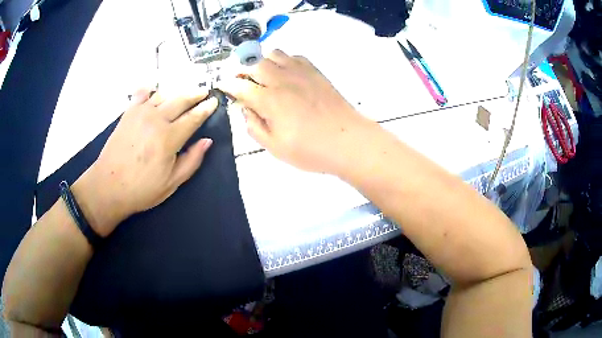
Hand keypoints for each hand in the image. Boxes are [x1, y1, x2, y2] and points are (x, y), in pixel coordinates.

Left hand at [72, 88, 217, 236]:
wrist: (108, 186)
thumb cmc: (141, 189)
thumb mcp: (172, 182)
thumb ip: (192, 160)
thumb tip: (207, 141)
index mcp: (169, 138)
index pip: (193, 117)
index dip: (205, 109)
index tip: (214, 101)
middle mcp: (156, 119)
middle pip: (180, 100)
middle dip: (195, 94)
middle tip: (204, 91)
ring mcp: (140, 113)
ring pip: (163, 95)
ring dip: (176, 94)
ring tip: (183, 95)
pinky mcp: (128, 113)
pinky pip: (142, 94)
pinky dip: (150, 91)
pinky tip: (154, 91)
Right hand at [218, 50, 374, 173]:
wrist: (348, 141)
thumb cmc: (311, 150)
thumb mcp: (275, 147)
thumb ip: (255, 127)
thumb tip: (246, 109)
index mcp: (269, 100)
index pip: (239, 85)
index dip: (227, 85)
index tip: (223, 87)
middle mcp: (281, 79)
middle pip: (253, 63)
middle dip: (241, 70)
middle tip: (241, 82)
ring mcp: (299, 72)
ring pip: (272, 53)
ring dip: (261, 61)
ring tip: (262, 76)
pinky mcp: (314, 71)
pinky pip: (293, 56)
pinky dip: (282, 61)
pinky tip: (284, 74)